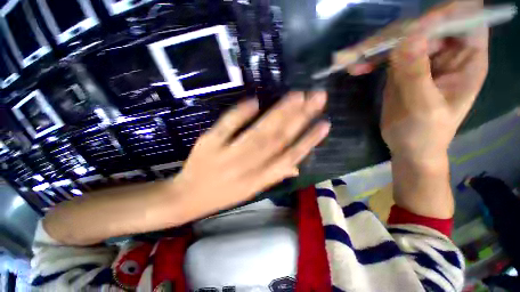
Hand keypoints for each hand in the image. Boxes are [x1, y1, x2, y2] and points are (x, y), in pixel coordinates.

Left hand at [172, 92, 329, 217]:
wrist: (186, 198)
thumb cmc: (223, 194)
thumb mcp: (251, 191)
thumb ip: (274, 176)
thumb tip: (297, 164)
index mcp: (259, 180)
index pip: (290, 157)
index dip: (309, 141)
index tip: (325, 123)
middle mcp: (248, 167)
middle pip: (278, 139)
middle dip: (300, 117)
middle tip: (316, 97)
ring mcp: (227, 154)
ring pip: (259, 132)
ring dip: (279, 112)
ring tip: (297, 96)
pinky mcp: (209, 144)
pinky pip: (227, 125)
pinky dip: (241, 113)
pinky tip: (255, 100)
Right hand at [340, 1, 488, 161]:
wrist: (409, 148)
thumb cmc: (425, 134)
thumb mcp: (423, 107)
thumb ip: (416, 73)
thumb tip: (408, 37)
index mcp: (467, 58)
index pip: (462, 18)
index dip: (438, 18)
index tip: (409, 33)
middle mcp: (447, 51)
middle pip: (422, 25)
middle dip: (392, 36)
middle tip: (361, 51)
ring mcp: (423, 57)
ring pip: (399, 38)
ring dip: (372, 47)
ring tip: (345, 59)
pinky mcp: (402, 66)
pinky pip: (384, 54)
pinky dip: (367, 58)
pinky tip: (353, 67)